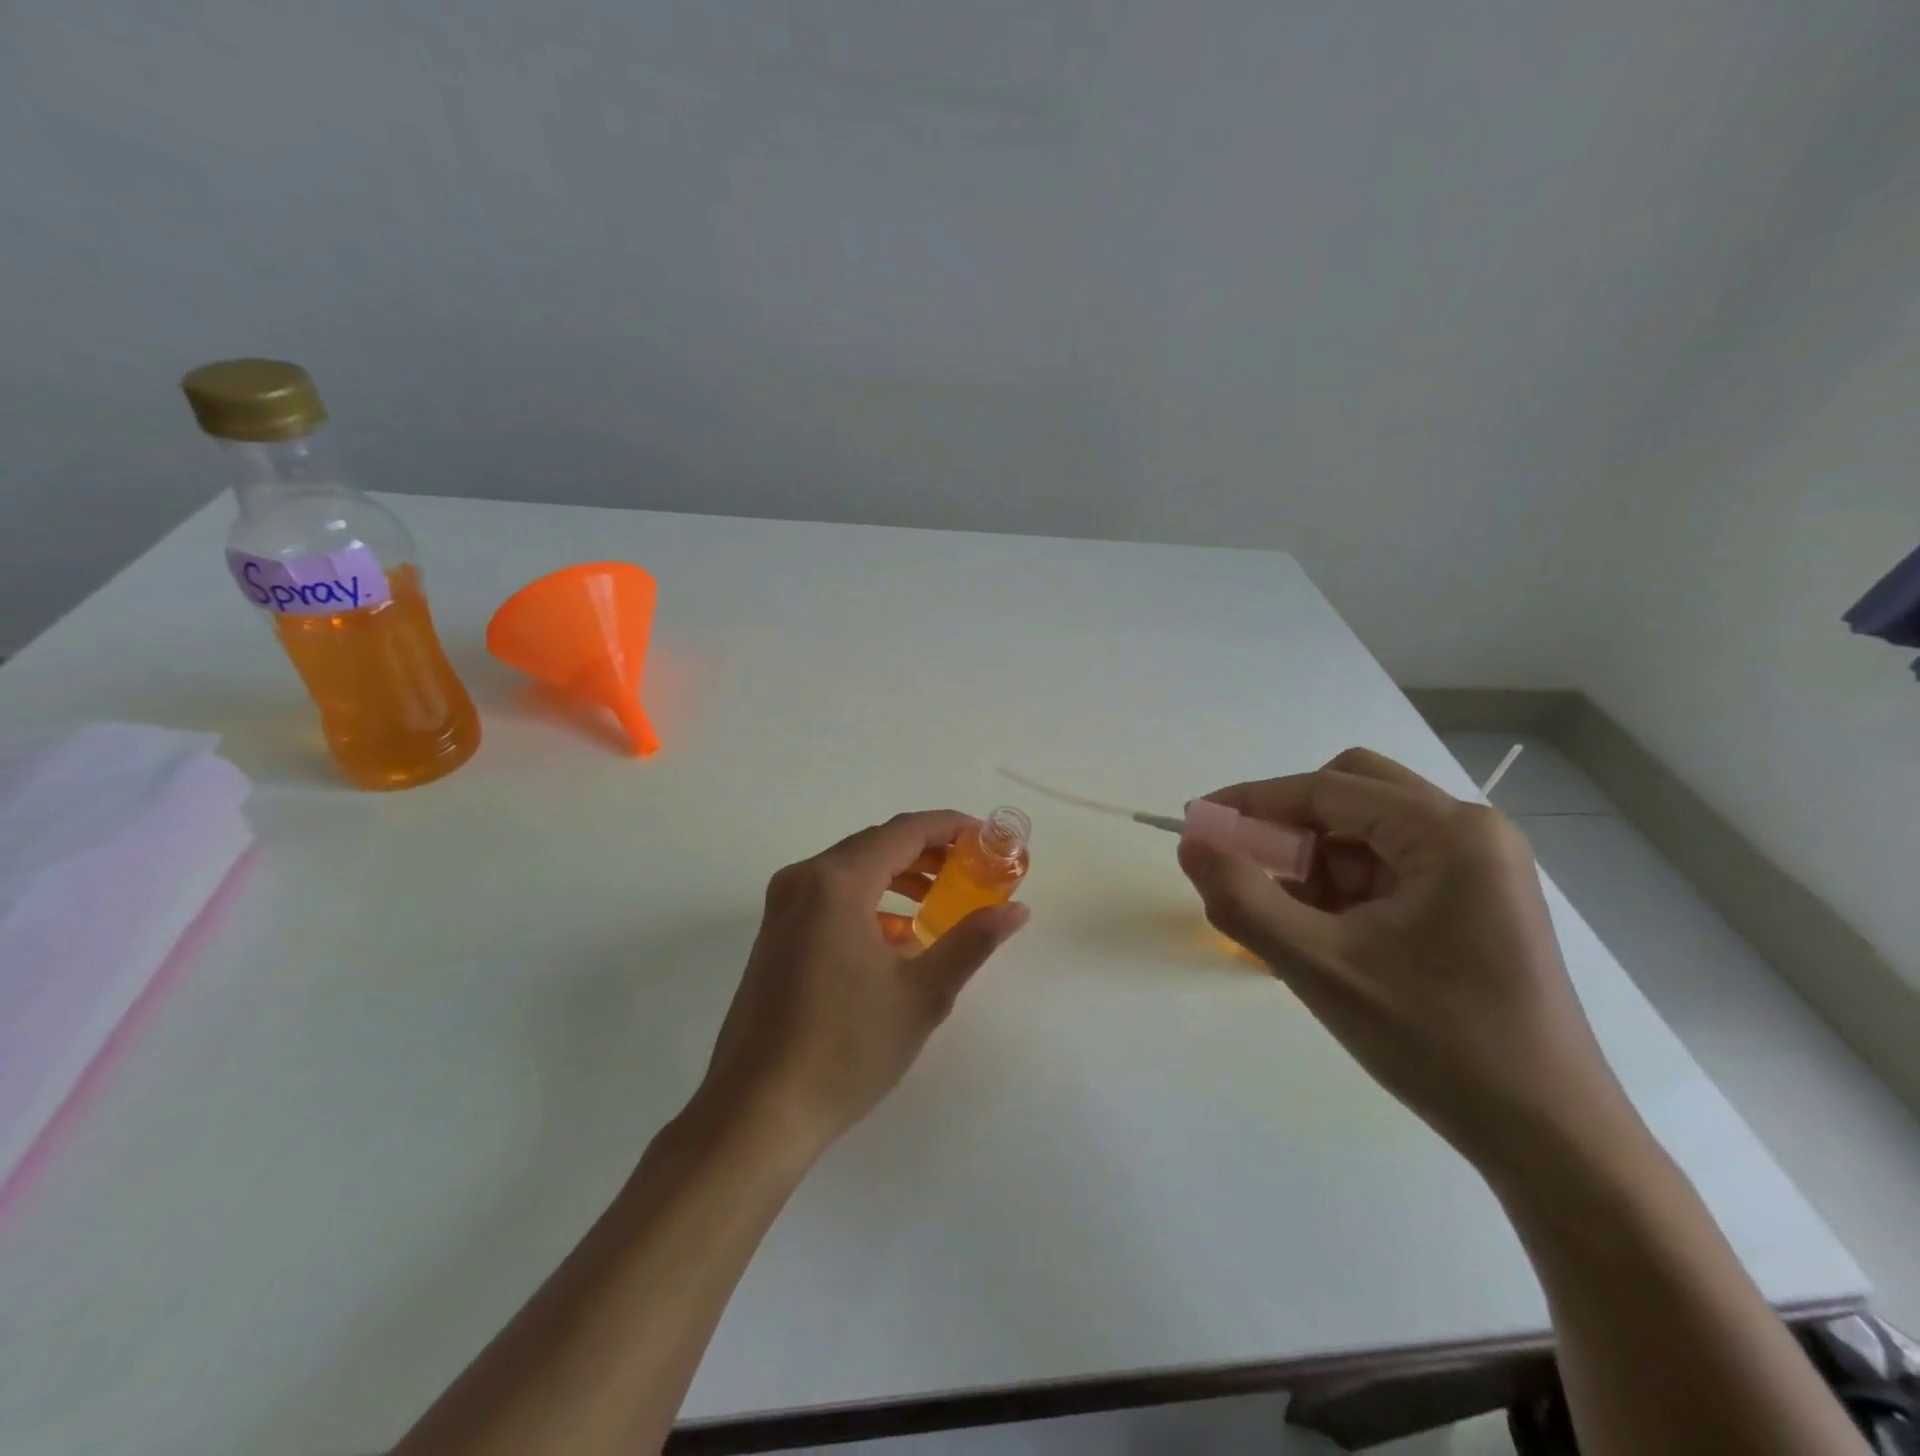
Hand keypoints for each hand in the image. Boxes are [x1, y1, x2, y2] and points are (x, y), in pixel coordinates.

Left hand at [698, 811, 1030, 1153]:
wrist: (757, 1113)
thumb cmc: (846, 1049)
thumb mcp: (922, 994)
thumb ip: (972, 942)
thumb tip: (1017, 910)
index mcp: (837, 882)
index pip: (905, 831)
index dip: (952, 828)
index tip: (989, 840)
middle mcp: (804, 880)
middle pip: (876, 844)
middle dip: (929, 852)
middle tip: (974, 870)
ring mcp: (782, 907)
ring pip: (852, 870)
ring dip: (900, 877)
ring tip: (942, 900)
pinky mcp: (775, 934)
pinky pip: (830, 897)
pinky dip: (870, 902)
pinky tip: (898, 937)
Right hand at [1178, 748, 1648, 1181]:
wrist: (1551, 1141)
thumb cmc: (1438, 1044)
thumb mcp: (1321, 967)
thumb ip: (1243, 899)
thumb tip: (1190, 843)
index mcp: (1448, 832)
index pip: (1326, 789)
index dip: (1251, 802)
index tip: (1195, 821)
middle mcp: (1471, 833)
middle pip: (1353, 792)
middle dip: (1289, 823)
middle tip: (1243, 862)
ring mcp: (1478, 869)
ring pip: (1367, 832)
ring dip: (1313, 860)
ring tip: (1279, 915)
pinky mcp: (1473, 904)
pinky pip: (1387, 869)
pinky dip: (1340, 888)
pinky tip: (1316, 933)